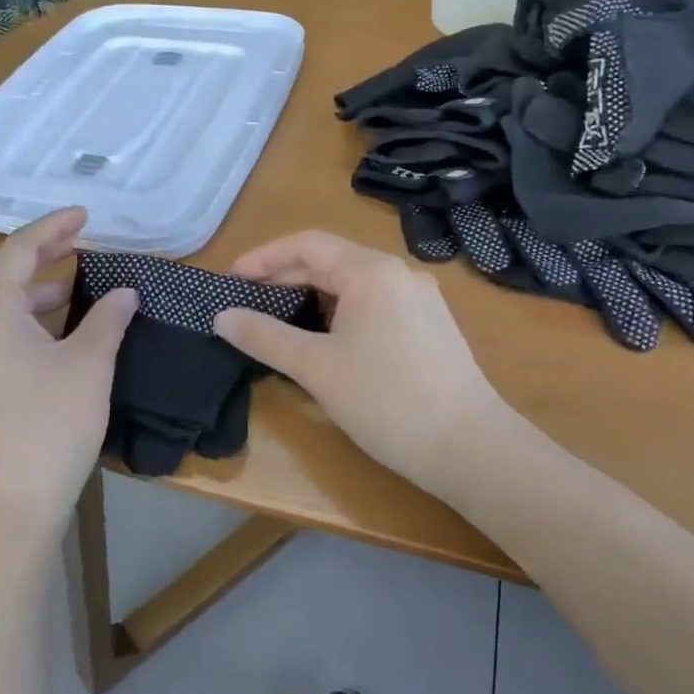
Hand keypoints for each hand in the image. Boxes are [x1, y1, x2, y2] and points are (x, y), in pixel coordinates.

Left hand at [0, 208, 135, 544]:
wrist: (4, 510)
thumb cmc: (48, 427)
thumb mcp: (88, 366)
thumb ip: (107, 320)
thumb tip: (124, 291)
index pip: (16, 251)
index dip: (52, 227)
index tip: (85, 215)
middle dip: (38, 253)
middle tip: (78, 240)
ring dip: (31, 289)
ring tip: (74, 284)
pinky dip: (22, 319)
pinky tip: (54, 330)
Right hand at [214, 231, 519, 495]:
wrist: (470, 449)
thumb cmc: (386, 402)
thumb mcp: (316, 368)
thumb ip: (264, 337)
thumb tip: (222, 317)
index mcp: (371, 271)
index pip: (306, 244)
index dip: (263, 258)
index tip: (230, 281)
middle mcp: (399, 272)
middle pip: (330, 260)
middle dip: (284, 278)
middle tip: (247, 304)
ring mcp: (420, 298)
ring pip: (352, 283)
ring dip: (311, 296)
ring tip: (279, 321)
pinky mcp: (430, 324)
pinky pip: (373, 302)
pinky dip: (340, 311)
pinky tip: (325, 338)